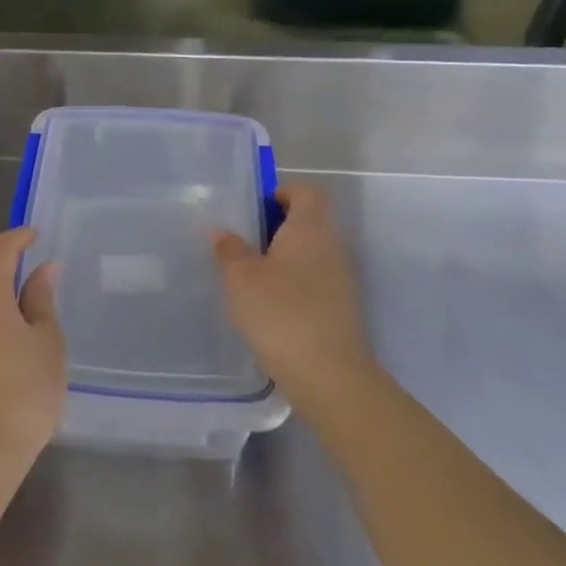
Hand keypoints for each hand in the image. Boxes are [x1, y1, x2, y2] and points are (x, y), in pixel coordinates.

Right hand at [213, 184, 384, 421]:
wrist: (328, 373)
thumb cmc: (280, 313)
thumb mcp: (242, 279)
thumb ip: (230, 250)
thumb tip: (223, 232)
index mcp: (311, 229)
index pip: (307, 192)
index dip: (283, 191)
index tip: (255, 206)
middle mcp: (333, 246)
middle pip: (310, 222)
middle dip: (278, 227)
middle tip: (243, 242)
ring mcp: (342, 279)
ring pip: (312, 254)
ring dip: (285, 257)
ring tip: (250, 276)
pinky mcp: (342, 308)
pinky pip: (315, 281)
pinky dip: (294, 283)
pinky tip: (269, 306)